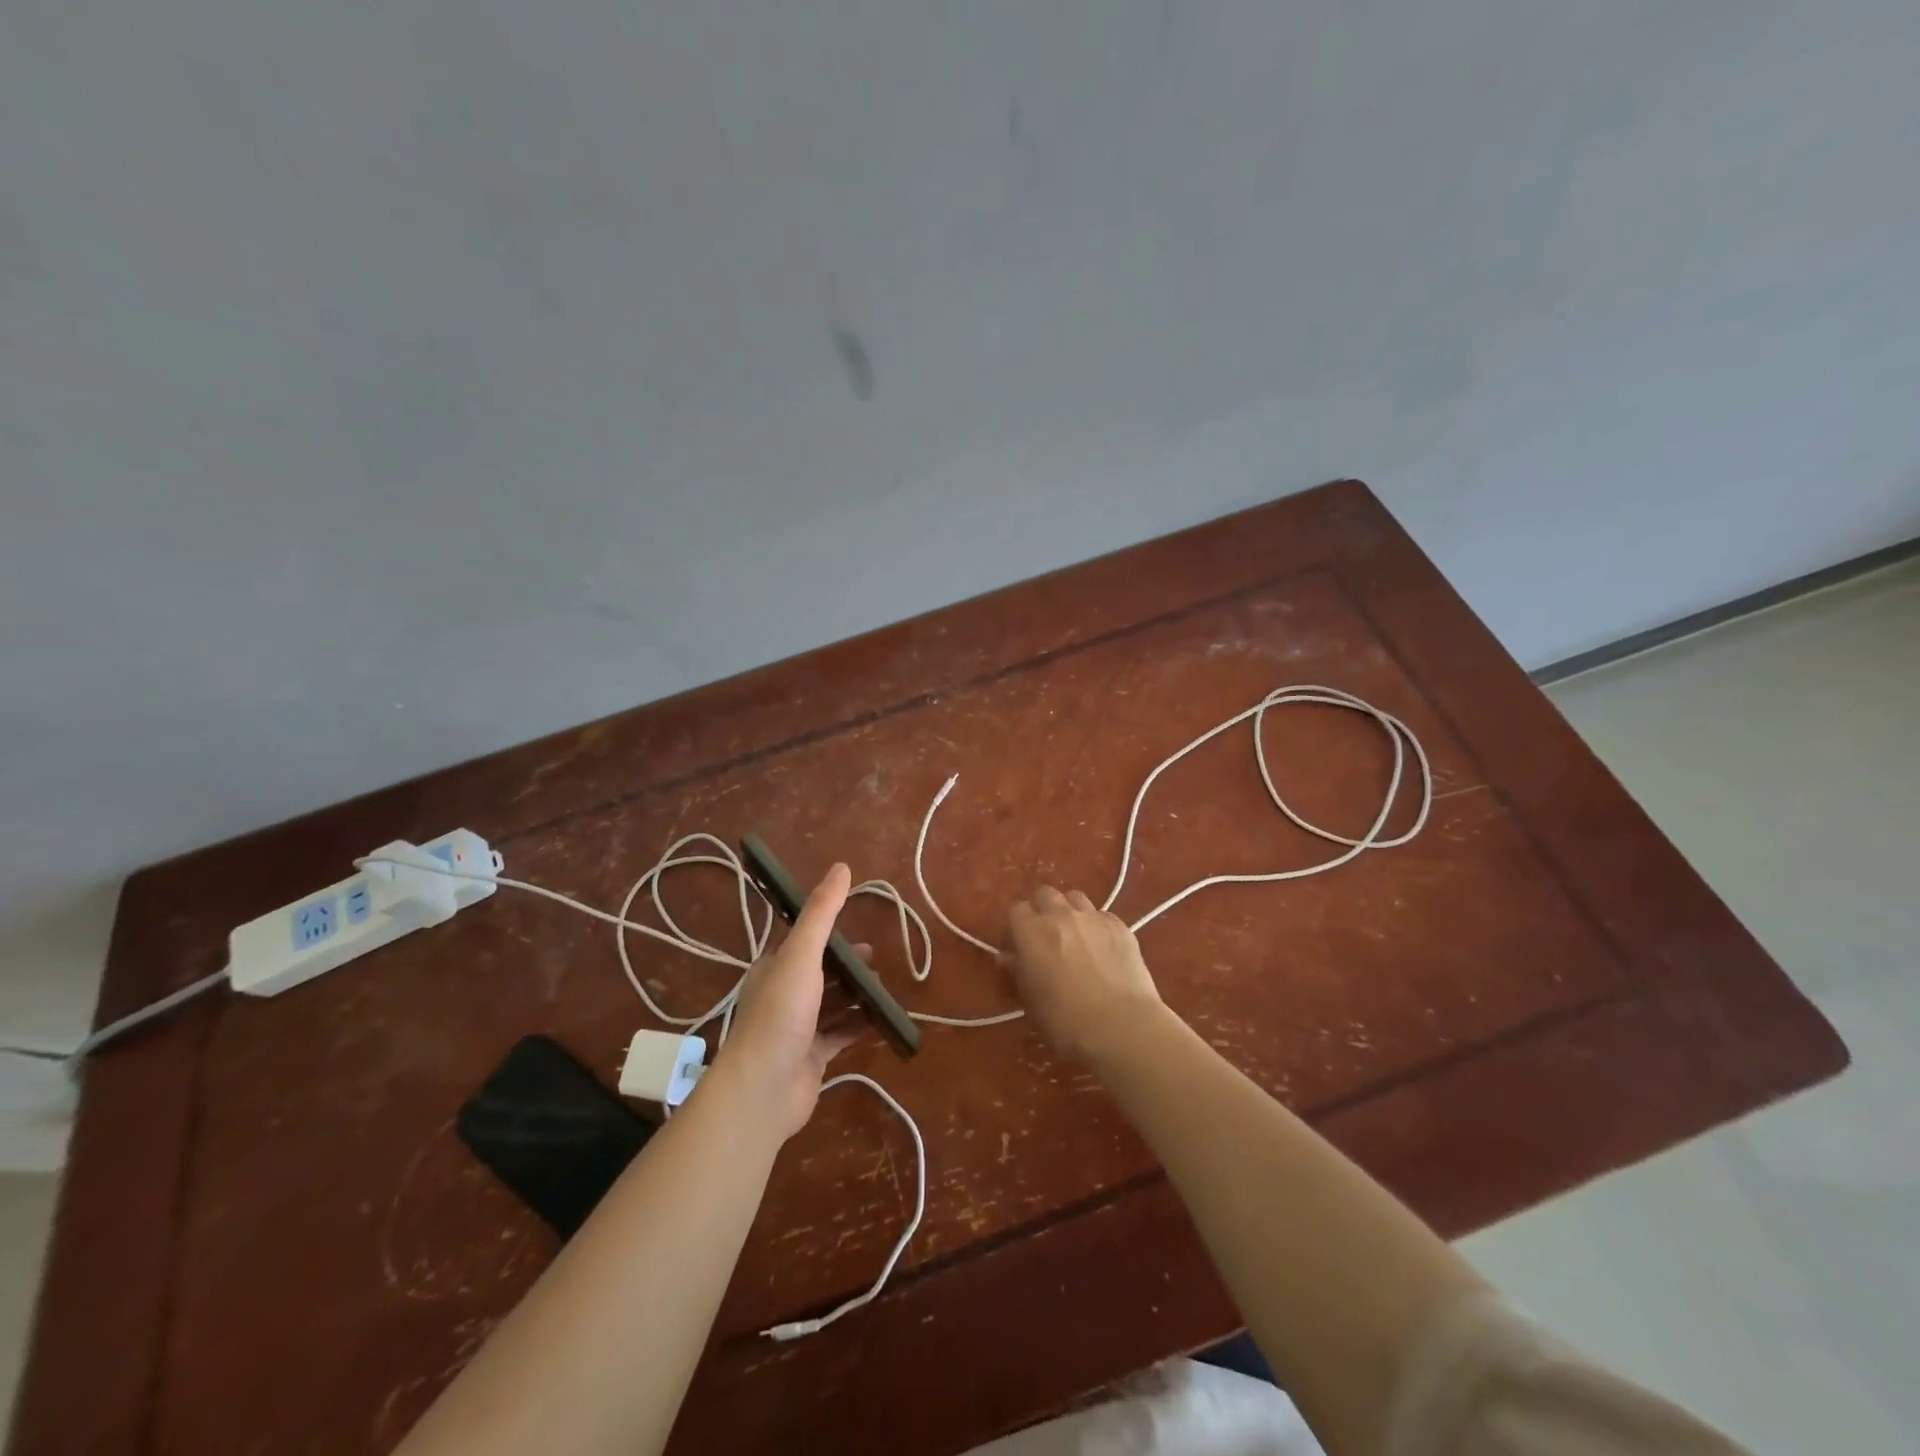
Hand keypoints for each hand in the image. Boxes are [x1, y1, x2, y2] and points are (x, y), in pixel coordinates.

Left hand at [710, 862, 861, 1139]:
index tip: (858, 927)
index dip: (829, 933)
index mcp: (775, 968)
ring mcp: (797, 1028)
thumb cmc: (780, 1014)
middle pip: (821, 972)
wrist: (763, 1090)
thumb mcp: (802, 955)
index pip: (804, 942)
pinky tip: (882, 1020)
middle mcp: (783, 995)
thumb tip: (841, 867)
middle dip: (848, 964)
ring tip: (885, 987)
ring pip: (832, 1003)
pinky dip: (860, 1025)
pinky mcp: (812, 1058)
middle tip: (878, 959)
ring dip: (856, 994)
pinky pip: (841, 1035)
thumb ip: (821, 913)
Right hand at [1001, 886, 1166, 1066]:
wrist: (1121, 1027)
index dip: (1015, 928)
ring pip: (1075, 898)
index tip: (1018, 949)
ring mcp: (1093, 917)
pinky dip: (1097, 926)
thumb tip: (1009, 957)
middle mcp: (1061, 915)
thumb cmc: (1065, 1022)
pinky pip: (1102, 916)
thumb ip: (1019, 971)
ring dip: (1069, 912)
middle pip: (1045, 894)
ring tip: (1075, 937)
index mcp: (1032, 932)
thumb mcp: (1030, 1001)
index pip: (1016, 910)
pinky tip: (1103, 949)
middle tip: (1045, 938)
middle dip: (1041, 910)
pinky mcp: (1120, 926)